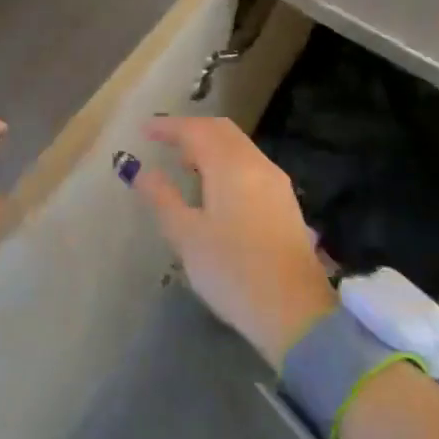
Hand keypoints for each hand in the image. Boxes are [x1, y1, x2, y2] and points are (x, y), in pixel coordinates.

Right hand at [129, 117, 336, 367]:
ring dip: (210, 146)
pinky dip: (226, 163)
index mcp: (232, 166)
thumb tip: (143, 171)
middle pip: (222, 131)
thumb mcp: (187, 236)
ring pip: (239, 148)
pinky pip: (250, 166)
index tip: (144, 129)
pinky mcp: (284, 203)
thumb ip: (163, 198)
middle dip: (191, 130)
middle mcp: (258, 165)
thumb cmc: (233, 272)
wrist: (295, 311)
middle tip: (163, 141)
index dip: (169, 126)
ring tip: (184, 163)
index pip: (197, 130)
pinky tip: (213, 187)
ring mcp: (276, 183)